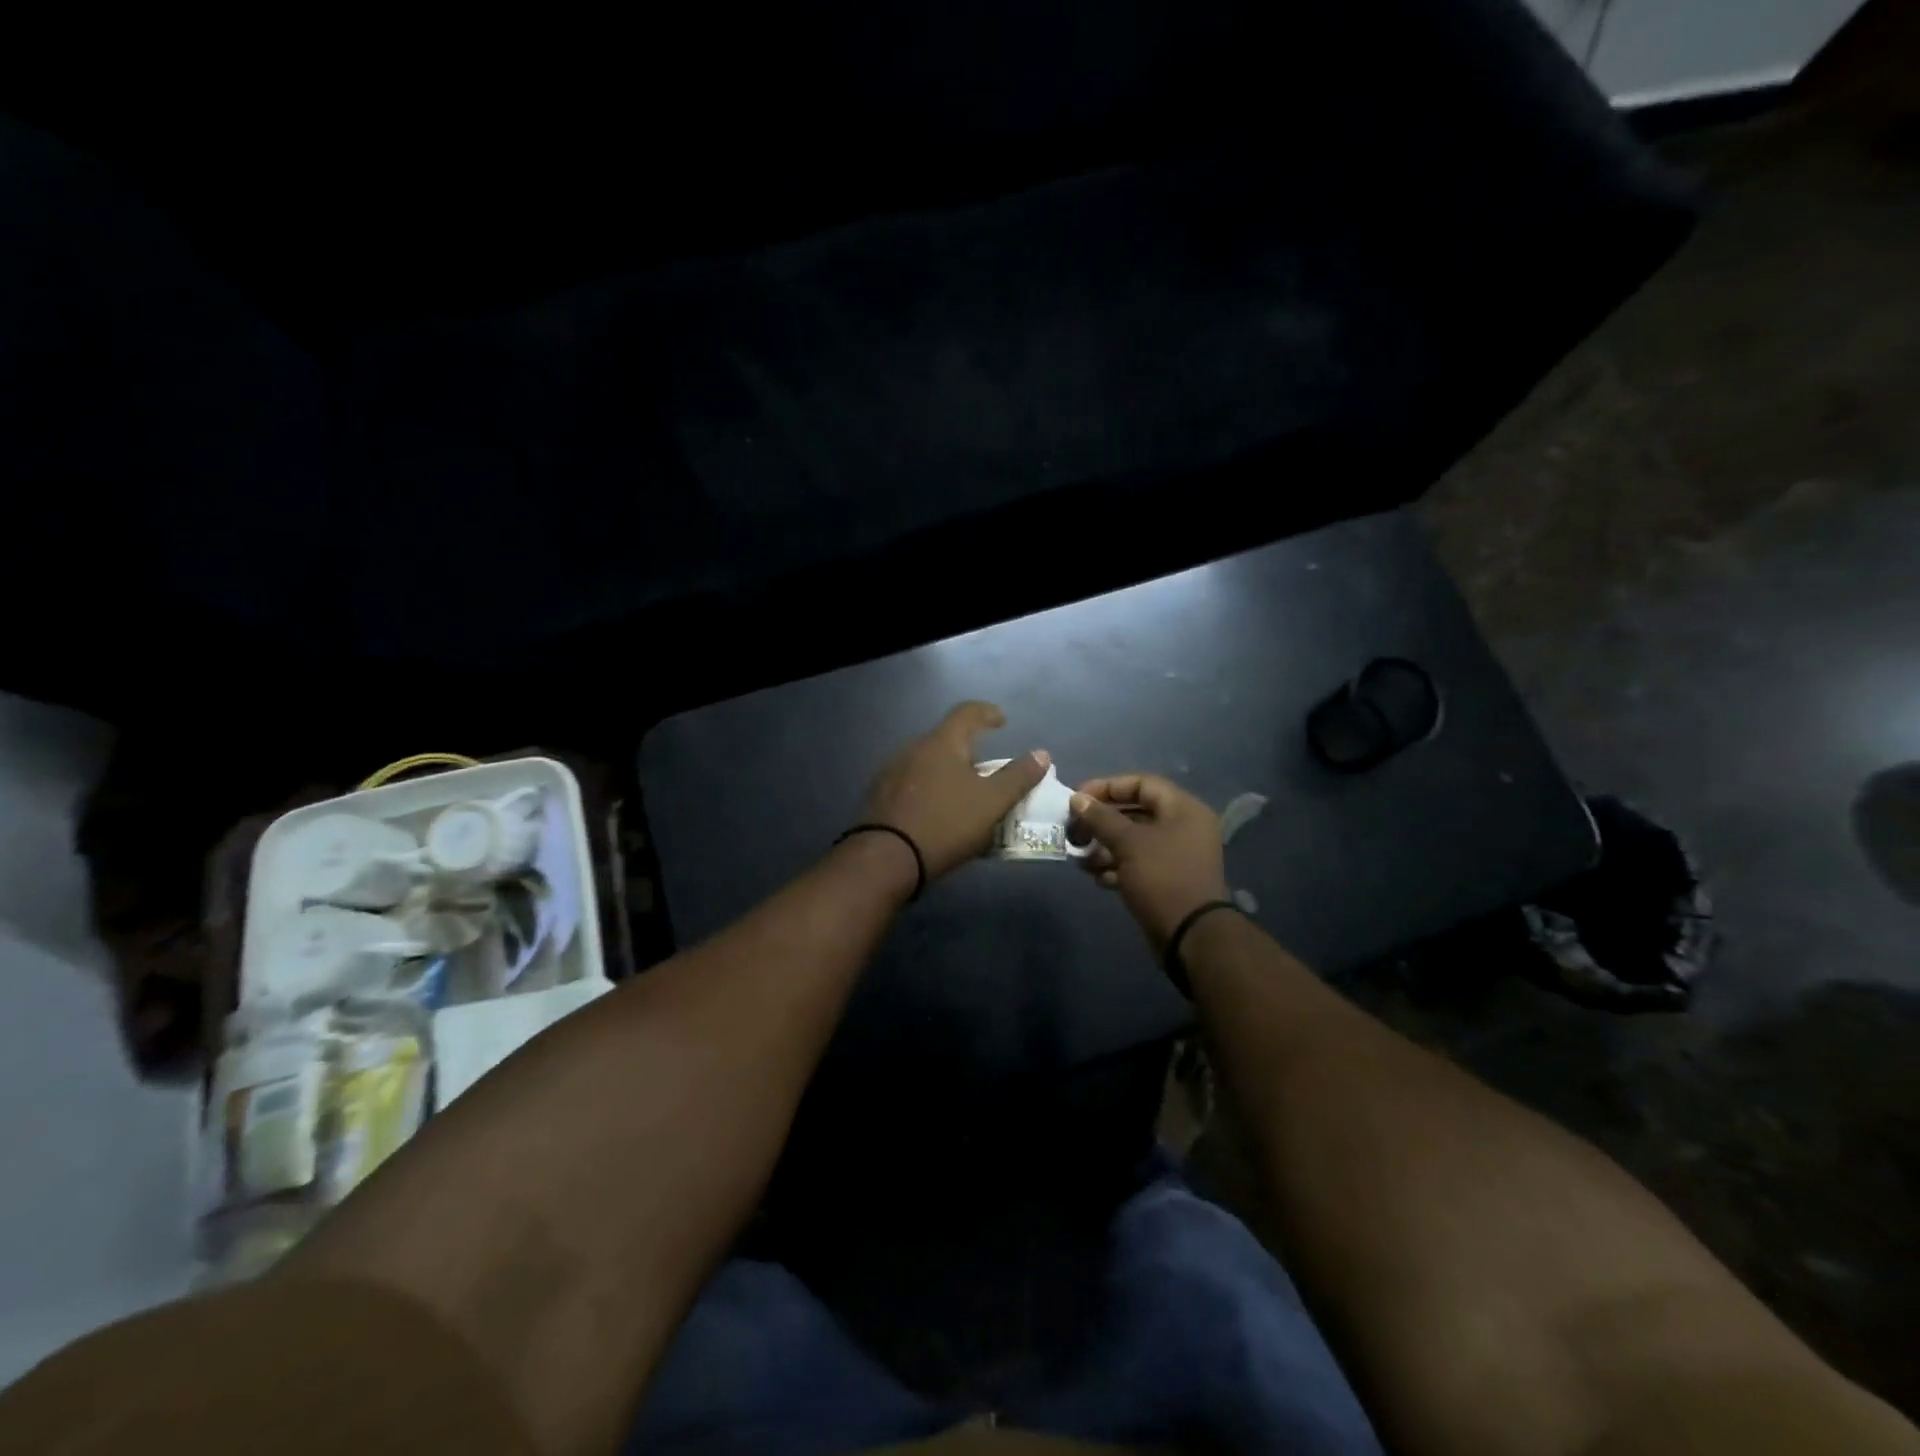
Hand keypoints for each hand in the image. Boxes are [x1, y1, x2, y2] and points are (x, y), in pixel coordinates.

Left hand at [861, 703, 1049, 880]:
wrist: (886, 858)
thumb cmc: (946, 823)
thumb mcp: (991, 803)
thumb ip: (1018, 777)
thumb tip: (1041, 754)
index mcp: (942, 742)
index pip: (967, 712)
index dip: (987, 713)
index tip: (1002, 721)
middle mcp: (913, 748)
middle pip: (946, 738)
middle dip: (969, 749)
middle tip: (988, 769)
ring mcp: (892, 771)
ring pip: (928, 762)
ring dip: (948, 771)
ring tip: (964, 793)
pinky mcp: (880, 795)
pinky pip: (913, 782)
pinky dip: (931, 788)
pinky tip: (937, 811)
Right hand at [1068, 774, 1229, 950]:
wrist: (1190, 936)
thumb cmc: (1161, 878)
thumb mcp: (1128, 843)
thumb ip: (1101, 818)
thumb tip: (1077, 799)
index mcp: (1183, 809)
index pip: (1141, 783)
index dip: (1107, 787)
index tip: (1077, 798)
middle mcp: (1183, 827)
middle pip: (1135, 812)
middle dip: (1101, 821)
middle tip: (1074, 830)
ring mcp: (1177, 855)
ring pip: (1134, 840)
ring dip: (1104, 846)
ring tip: (1080, 858)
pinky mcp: (1168, 879)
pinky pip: (1138, 863)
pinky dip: (1116, 866)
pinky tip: (1097, 877)